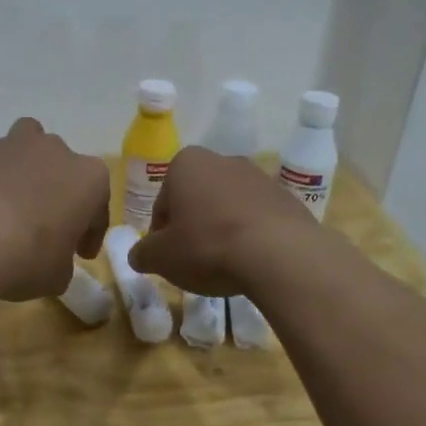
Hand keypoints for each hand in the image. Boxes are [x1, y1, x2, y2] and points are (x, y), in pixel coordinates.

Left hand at [0, 114, 109, 301]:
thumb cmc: (28, 258)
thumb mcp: (57, 276)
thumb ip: (61, 264)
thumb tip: (52, 263)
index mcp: (89, 180)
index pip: (98, 206)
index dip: (91, 232)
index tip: (81, 254)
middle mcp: (56, 151)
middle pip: (63, 167)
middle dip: (57, 191)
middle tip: (45, 226)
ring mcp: (13, 142)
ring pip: (28, 135)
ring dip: (24, 156)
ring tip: (13, 186)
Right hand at [126, 146, 316, 295]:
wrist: (278, 254)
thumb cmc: (207, 247)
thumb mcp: (161, 258)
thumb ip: (143, 254)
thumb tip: (139, 255)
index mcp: (186, 164)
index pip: (162, 203)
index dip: (161, 234)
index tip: (167, 258)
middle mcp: (222, 160)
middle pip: (196, 200)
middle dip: (193, 227)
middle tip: (193, 261)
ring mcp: (259, 177)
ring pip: (228, 208)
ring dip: (222, 230)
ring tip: (225, 264)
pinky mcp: (286, 198)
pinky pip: (257, 219)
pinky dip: (250, 236)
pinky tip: (251, 261)